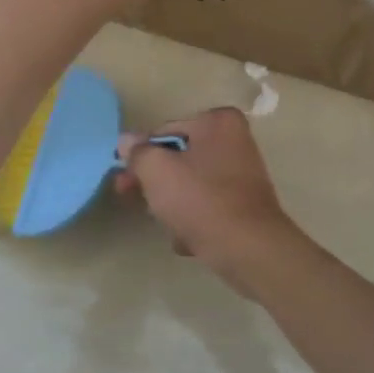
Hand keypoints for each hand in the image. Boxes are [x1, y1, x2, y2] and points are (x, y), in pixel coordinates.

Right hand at [116, 107, 303, 284]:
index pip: (165, 132)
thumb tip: (126, 141)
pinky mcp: (245, 205)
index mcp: (218, 122)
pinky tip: (188, 239)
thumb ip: (137, 153)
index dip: (141, 156)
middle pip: (178, 158)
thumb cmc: (201, 200)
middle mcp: (235, 140)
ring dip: (172, 204)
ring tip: (168, 225)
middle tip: (129, 198)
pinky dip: (195, 220)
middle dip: (154, 182)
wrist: (249, 250)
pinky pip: (208, 206)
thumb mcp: (157, 171)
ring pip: (191, 184)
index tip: (124, 179)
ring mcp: (243, 174)